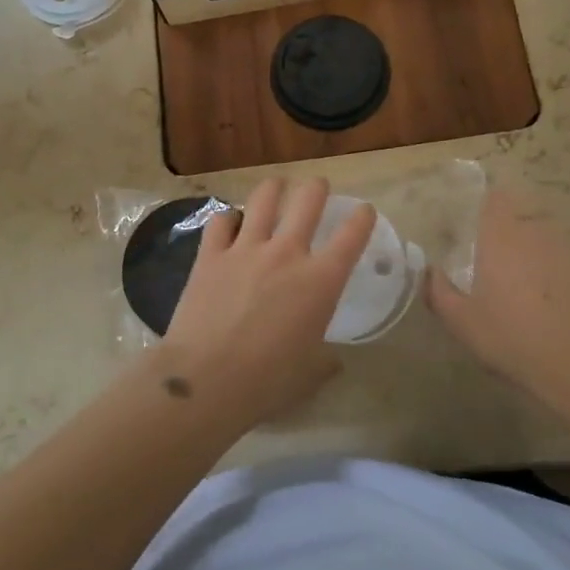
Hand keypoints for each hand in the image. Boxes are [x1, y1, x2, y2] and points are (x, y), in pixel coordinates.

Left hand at [157, 176, 375, 429]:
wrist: (206, 380)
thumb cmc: (267, 382)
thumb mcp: (309, 375)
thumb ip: (325, 361)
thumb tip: (332, 360)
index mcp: (321, 281)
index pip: (352, 235)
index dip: (362, 217)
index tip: (364, 211)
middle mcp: (287, 253)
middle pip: (308, 199)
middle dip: (317, 188)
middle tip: (317, 188)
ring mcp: (246, 249)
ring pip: (264, 198)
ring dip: (274, 188)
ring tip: (276, 187)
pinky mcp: (210, 255)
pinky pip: (221, 220)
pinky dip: (229, 218)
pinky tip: (230, 222)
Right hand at [427, 187, 569, 420]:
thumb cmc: (517, 339)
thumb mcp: (464, 324)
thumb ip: (440, 292)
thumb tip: (429, 272)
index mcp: (502, 235)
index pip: (495, 198)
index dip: (487, 207)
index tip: (478, 228)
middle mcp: (538, 230)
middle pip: (523, 217)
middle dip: (512, 235)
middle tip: (502, 266)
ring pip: (550, 239)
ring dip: (540, 254)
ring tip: (534, 289)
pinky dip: (566, 274)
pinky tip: (564, 306)